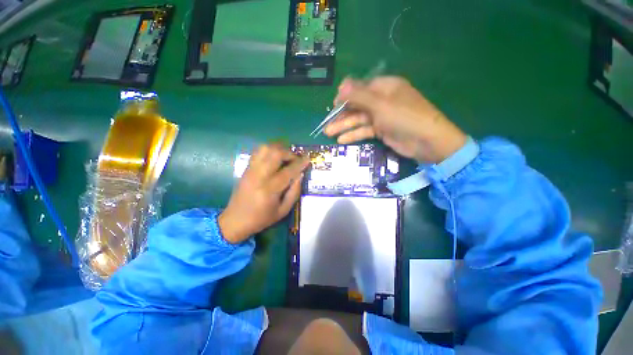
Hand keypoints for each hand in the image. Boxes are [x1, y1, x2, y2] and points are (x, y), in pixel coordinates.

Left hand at [218, 145, 309, 243]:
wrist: (235, 220)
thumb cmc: (261, 218)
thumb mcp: (283, 211)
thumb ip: (294, 192)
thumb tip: (300, 174)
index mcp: (269, 189)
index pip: (288, 171)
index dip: (300, 163)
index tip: (308, 159)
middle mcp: (259, 176)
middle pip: (275, 154)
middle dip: (289, 153)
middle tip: (296, 159)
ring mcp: (251, 170)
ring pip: (265, 148)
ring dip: (278, 149)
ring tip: (285, 156)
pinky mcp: (246, 169)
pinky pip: (258, 152)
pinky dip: (269, 150)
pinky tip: (274, 158)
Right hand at [324, 76, 466, 163]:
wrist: (426, 142)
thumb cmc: (404, 117)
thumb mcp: (380, 104)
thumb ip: (359, 95)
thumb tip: (341, 85)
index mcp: (384, 87)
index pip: (360, 88)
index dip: (345, 95)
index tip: (333, 105)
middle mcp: (382, 100)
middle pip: (357, 105)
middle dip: (342, 115)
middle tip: (327, 124)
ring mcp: (382, 116)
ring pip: (359, 119)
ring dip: (344, 126)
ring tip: (329, 133)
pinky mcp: (382, 130)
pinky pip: (365, 130)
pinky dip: (354, 134)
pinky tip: (342, 140)